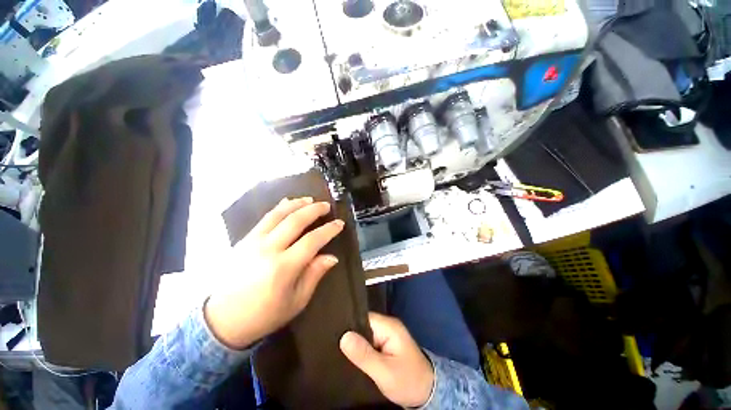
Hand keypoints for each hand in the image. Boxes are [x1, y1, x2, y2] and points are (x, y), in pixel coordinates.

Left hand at [204, 197, 343, 349]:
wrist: (221, 321)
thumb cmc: (263, 315)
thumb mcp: (296, 301)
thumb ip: (314, 275)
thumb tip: (332, 257)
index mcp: (284, 267)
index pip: (312, 240)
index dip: (329, 230)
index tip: (339, 223)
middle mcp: (269, 249)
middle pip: (295, 221)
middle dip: (314, 210)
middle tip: (326, 206)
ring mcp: (253, 242)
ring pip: (278, 214)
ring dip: (297, 204)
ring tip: (310, 200)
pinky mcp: (244, 240)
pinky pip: (265, 218)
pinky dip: (279, 208)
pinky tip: (287, 203)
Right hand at [340, 312, 434, 407]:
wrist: (427, 393)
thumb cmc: (407, 381)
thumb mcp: (384, 371)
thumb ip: (364, 354)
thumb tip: (344, 336)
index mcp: (388, 326)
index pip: (363, 317)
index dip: (349, 325)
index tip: (333, 333)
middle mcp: (387, 326)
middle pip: (363, 325)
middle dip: (350, 335)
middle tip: (333, 344)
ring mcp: (387, 335)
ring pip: (365, 334)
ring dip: (355, 343)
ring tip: (337, 349)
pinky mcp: (386, 344)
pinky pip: (369, 342)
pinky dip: (361, 348)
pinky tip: (351, 355)